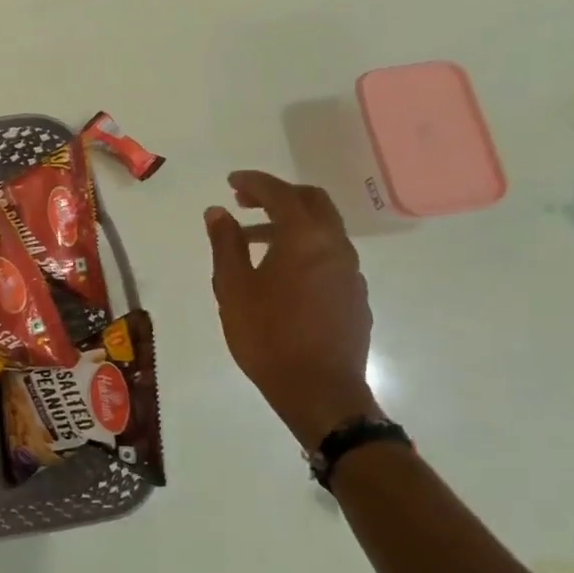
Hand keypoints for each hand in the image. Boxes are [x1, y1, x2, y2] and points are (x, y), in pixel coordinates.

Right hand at [204, 170, 377, 449]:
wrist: (319, 390)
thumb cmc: (267, 336)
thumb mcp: (233, 288)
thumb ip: (226, 244)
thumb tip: (218, 211)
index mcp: (305, 238)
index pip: (280, 194)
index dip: (254, 182)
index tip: (231, 181)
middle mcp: (335, 246)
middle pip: (312, 202)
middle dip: (278, 195)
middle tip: (245, 201)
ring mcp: (351, 272)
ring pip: (322, 230)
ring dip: (289, 224)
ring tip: (251, 242)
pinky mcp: (355, 295)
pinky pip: (329, 255)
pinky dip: (303, 248)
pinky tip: (279, 274)